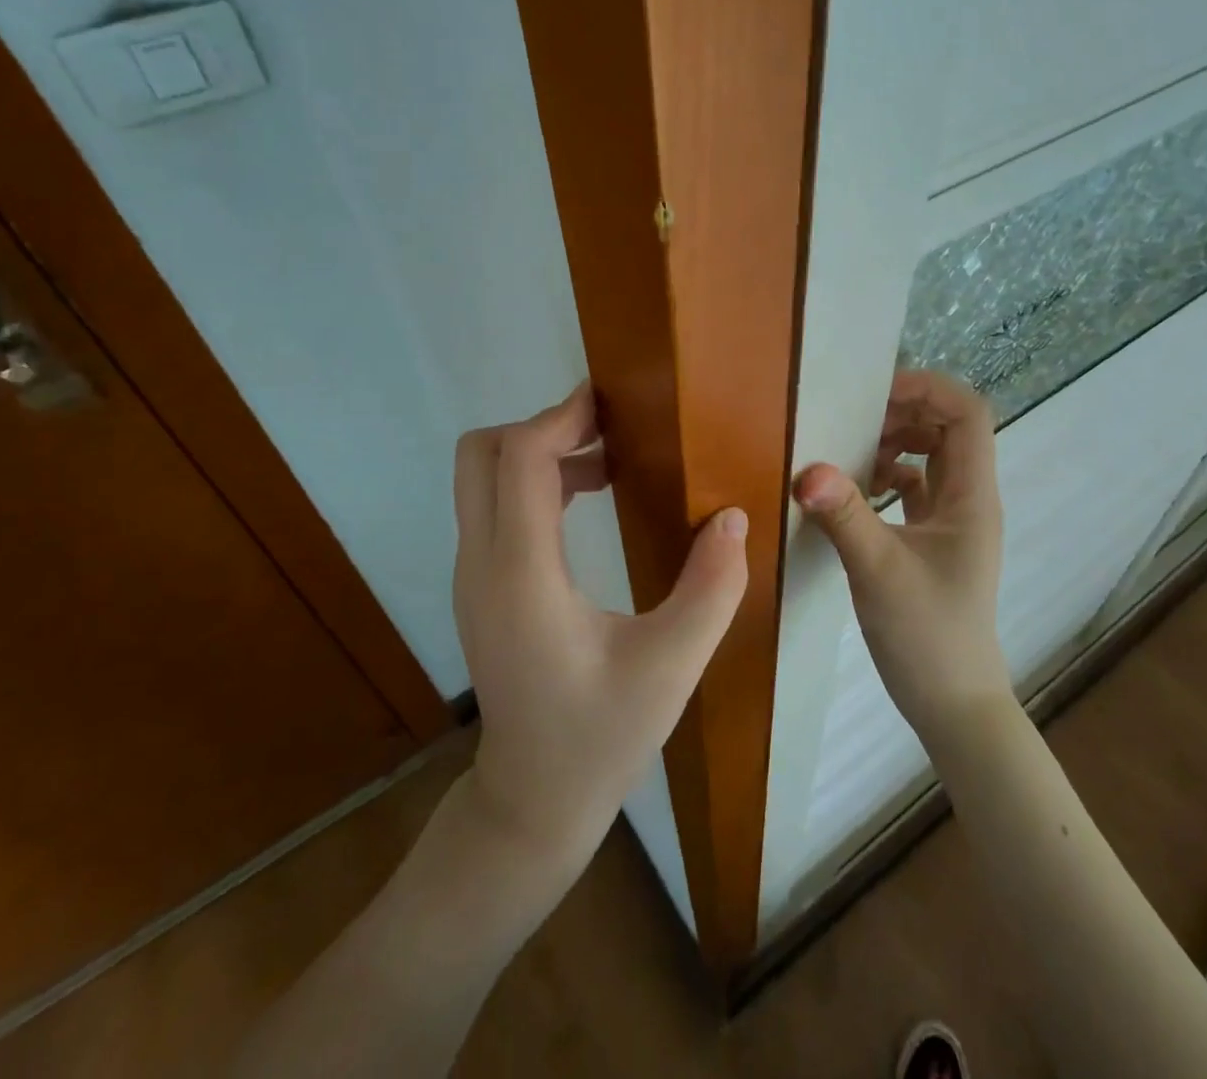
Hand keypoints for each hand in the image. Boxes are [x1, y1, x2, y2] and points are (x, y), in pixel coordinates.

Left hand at [452, 383, 748, 875]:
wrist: (532, 802)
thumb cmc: (602, 737)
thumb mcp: (672, 666)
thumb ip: (711, 588)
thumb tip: (733, 517)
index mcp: (522, 577)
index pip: (519, 461)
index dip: (561, 418)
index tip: (612, 404)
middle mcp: (482, 565)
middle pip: (481, 454)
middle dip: (542, 426)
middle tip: (610, 428)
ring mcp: (474, 576)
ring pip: (484, 477)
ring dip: (540, 452)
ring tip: (611, 459)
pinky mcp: (481, 587)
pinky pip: (495, 506)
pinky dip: (535, 482)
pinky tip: (589, 498)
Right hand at [792, 369, 1007, 744]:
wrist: (952, 702)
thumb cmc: (927, 635)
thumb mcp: (879, 571)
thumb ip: (845, 515)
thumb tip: (806, 468)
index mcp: (971, 495)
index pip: (967, 413)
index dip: (927, 389)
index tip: (874, 395)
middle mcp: (968, 498)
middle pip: (947, 427)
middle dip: (902, 411)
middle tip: (850, 419)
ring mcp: (952, 519)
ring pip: (930, 455)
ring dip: (893, 442)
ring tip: (848, 451)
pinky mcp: (933, 539)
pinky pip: (914, 486)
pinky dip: (887, 475)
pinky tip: (855, 490)